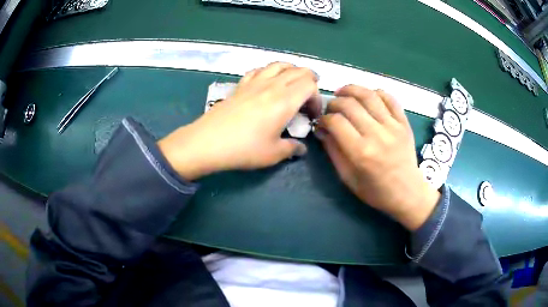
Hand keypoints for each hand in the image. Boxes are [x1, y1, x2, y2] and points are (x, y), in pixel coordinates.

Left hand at [158, 62, 320, 180]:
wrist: (208, 142)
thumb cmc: (244, 149)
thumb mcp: (273, 154)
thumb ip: (292, 148)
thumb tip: (300, 148)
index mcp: (285, 100)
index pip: (310, 84)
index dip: (316, 97)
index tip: (311, 115)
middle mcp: (272, 85)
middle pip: (298, 70)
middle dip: (310, 81)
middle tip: (307, 98)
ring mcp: (254, 82)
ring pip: (279, 65)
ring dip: (291, 71)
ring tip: (292, 84)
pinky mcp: (240, 85)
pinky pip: (259, 69)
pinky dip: (269, 72)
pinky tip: (267, 82)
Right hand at [317, 85, 439, 230]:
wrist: (407, 192)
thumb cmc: (375, 190)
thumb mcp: (348, 178)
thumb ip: (333, 151)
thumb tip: (322, 129)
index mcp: (361, 152)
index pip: (336, 122)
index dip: (324, 118)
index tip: (321, 122)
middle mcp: (377, 135)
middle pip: (350, 104)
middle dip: (334, 102)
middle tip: (330, 109)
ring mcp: (393, 126)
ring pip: (369, 95)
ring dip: (351, 89)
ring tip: (343, 93)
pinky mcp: (404, 123)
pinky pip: (389, 98)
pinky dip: (375, 92)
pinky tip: (367, 96)